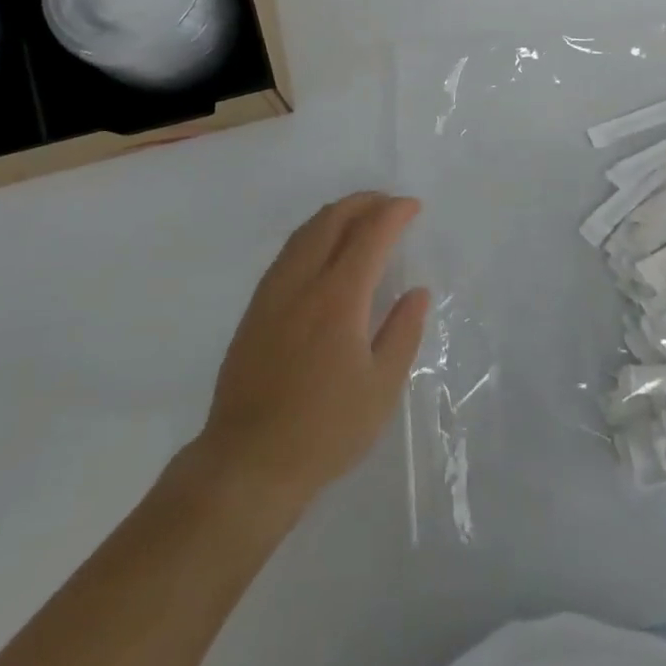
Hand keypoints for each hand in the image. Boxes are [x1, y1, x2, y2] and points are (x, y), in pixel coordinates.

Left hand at [197, 193, 430, 511]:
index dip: (394, 213)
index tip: (413, 207)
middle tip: (389, 204)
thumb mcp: (380, 389)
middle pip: (332, 219)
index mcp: (338, 298)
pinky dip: (314, 233)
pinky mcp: (255, 308)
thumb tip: (417, 292)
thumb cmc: (324, 430)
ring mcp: (273, 292)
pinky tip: (323, 249)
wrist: (248, 463)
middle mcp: (303, 282)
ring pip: (305, 231)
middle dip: (364, 202)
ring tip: (360, 216)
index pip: (370, 235)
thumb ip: (403, 333)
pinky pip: (288, 251)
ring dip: (336, 213)